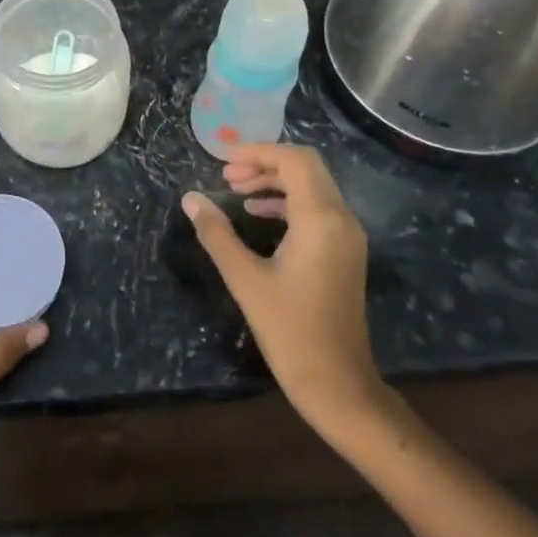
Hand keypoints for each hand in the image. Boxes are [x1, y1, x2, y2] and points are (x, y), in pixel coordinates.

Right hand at [184, 145, 384, 438]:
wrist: (338, 384)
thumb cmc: (290, 330)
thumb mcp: (245, 279)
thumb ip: (216, 233)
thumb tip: (190, 199)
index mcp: (320, 219)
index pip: (294, 160)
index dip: (258, 152)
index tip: (223, 161)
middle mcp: (341, 219)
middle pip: (306, 167)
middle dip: (265, 163)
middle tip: (227, 176)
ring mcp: (347, 236)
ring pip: (312, 186)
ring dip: (275, 181)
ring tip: (236, 191)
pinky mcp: (345, 252)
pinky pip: (317, 208)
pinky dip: (288, 201)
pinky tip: (257, 214)